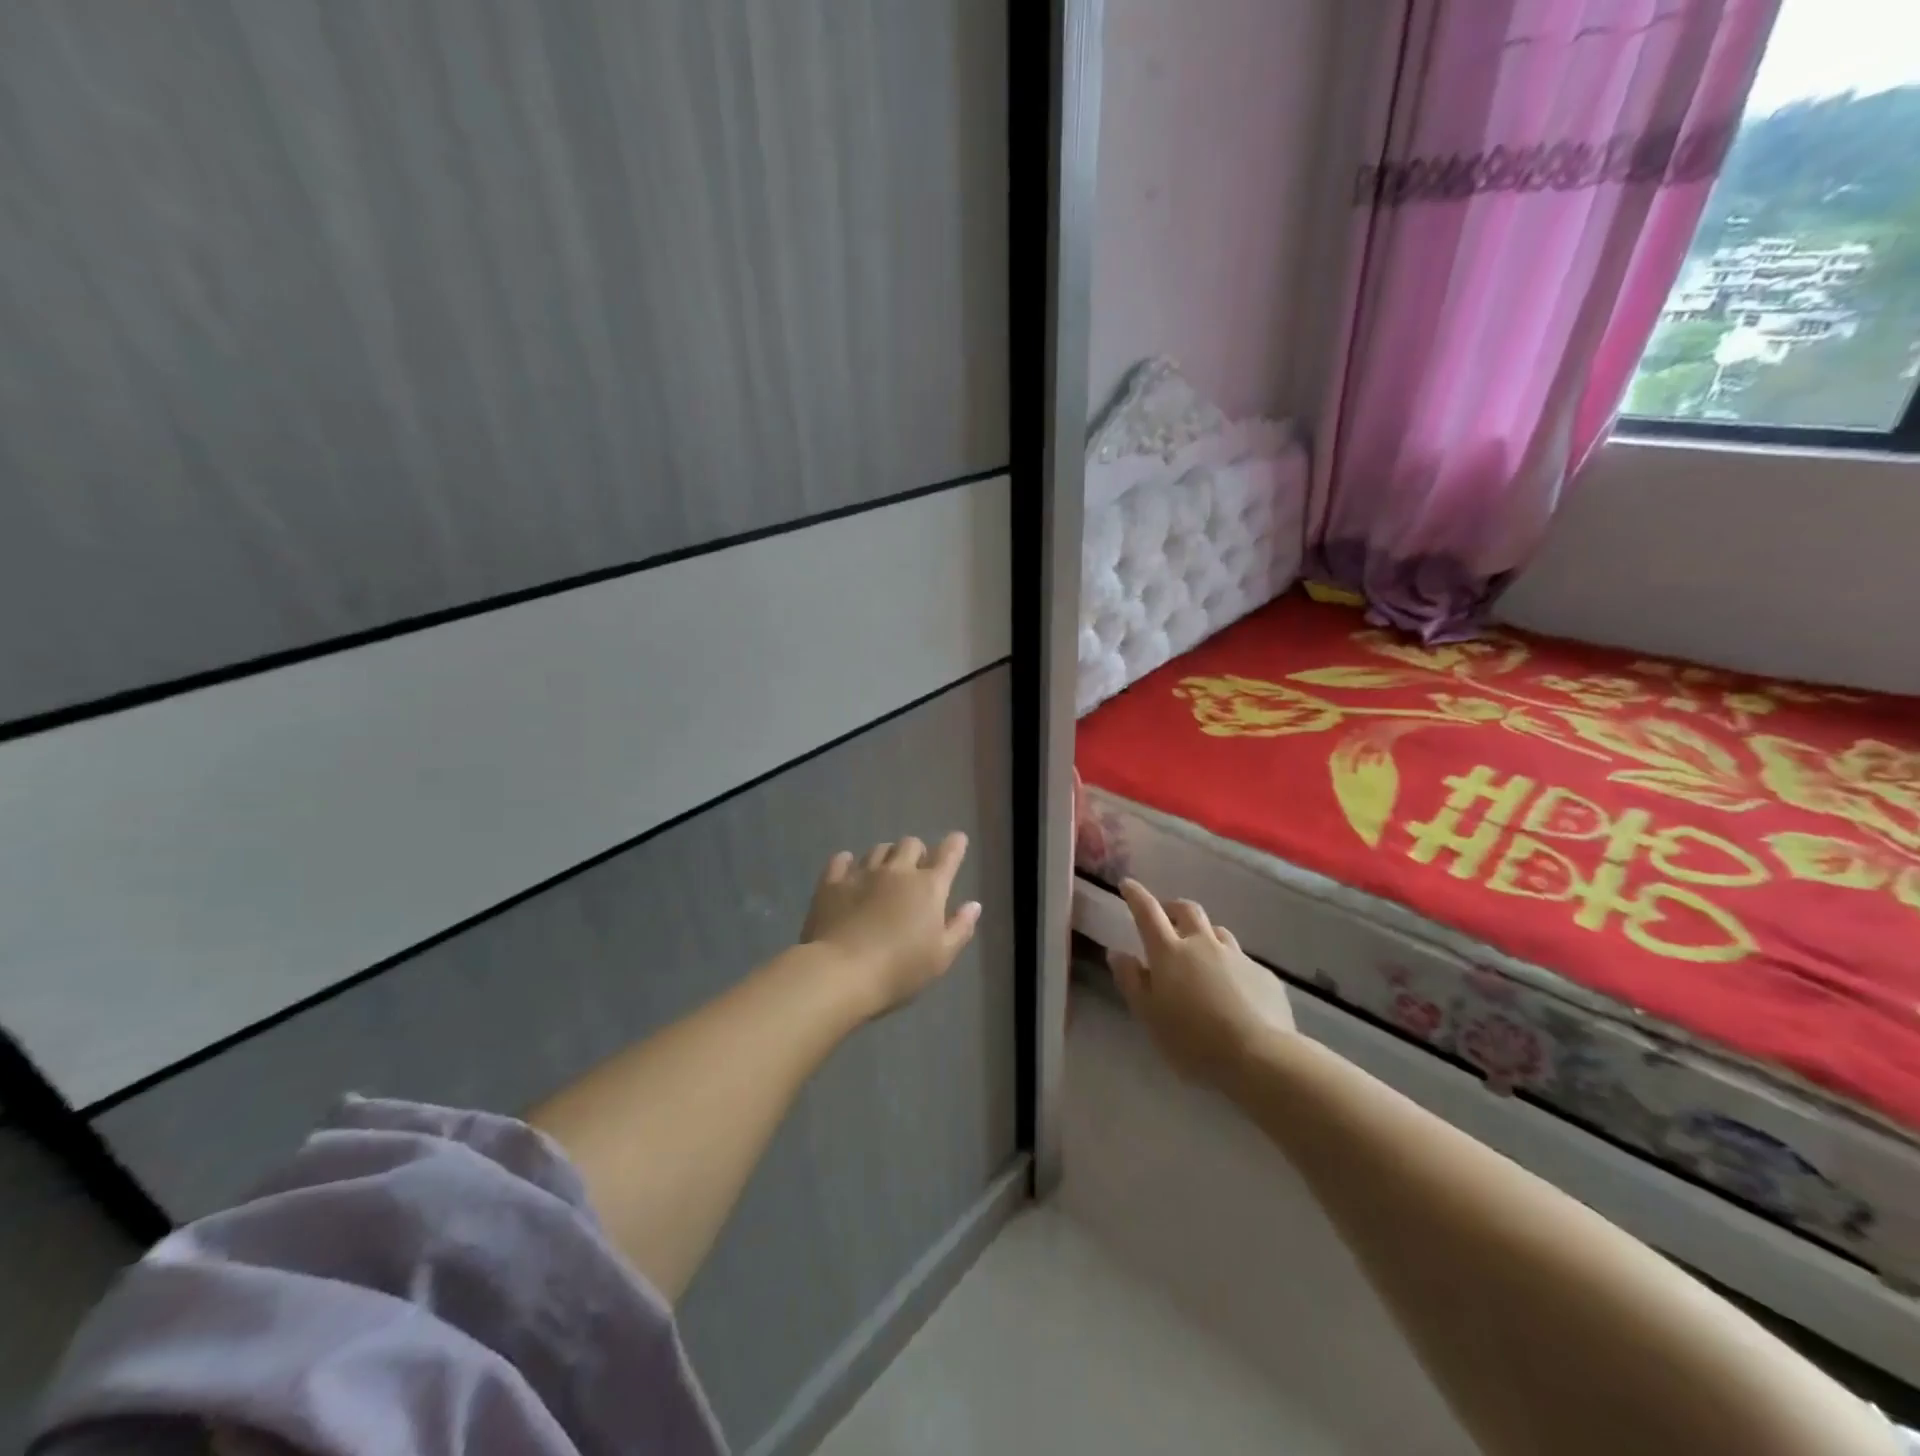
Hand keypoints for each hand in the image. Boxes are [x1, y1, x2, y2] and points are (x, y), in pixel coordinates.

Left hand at [801, 834, 981, 1018]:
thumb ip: (960, 928)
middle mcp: (897, 871)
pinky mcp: (832, 882)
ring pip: (878, 849)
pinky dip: (848, 862)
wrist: (841, 973)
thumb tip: (973, 905)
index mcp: (929, 888)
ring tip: (883, 872)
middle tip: (915, 869)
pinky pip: (841, 860)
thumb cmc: (899, 970)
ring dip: (886, 856)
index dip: (955, 845)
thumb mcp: (941, 957)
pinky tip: (848, 870)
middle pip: (910, 844)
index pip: (948, 855)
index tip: (957, 840)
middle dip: (917, 852)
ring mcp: (862, 873)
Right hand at [1109, 878, 1291, 1085]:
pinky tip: (1233, 990)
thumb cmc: (1192, 1040)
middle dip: (1173, 907)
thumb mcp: (1148, 1015)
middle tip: (1166, 917)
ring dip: (1204, 935)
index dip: (1136, 895)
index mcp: (1169, 952)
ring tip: (1201, 954)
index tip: (1127, 884)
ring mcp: (1236, 956)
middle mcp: (1203, 944)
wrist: (1260, 1057)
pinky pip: (1242, 960)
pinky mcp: (1263, 975)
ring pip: (1217, 932)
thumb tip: (1117, 953)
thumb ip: (1131, 981)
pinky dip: (1230, 966)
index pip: (1147, 912)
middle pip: (1187, 910)